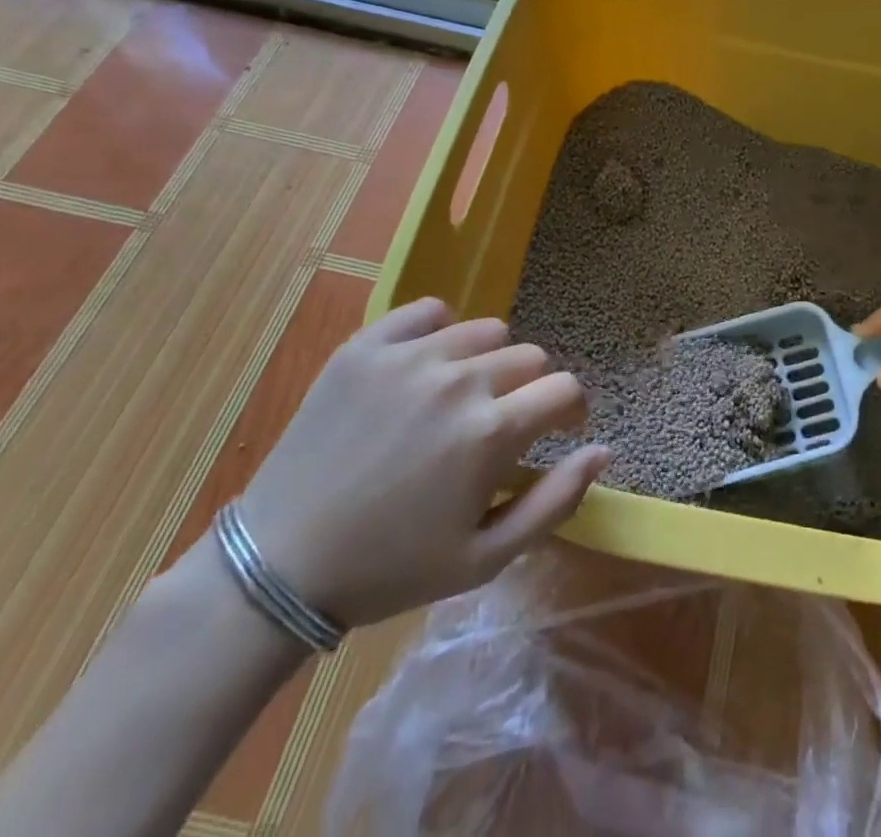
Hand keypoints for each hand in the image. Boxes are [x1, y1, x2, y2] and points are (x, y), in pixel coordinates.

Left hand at [235, 299, 610, 628]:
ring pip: (485, 331)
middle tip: (500, 423)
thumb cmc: (390, 569)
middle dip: (529, 388)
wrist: (278, 565)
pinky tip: (426, 366)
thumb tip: (603, 449)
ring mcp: (410, 357)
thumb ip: (555, 501)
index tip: (558, 426)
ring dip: (489, 360)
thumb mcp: (485, 558)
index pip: (564, 389)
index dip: (570, 409)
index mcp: (490, 432)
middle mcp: (458, 381)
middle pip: (529, 356)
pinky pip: (429, 311)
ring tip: (462, 395)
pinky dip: (439, 331)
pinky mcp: (367, 346)